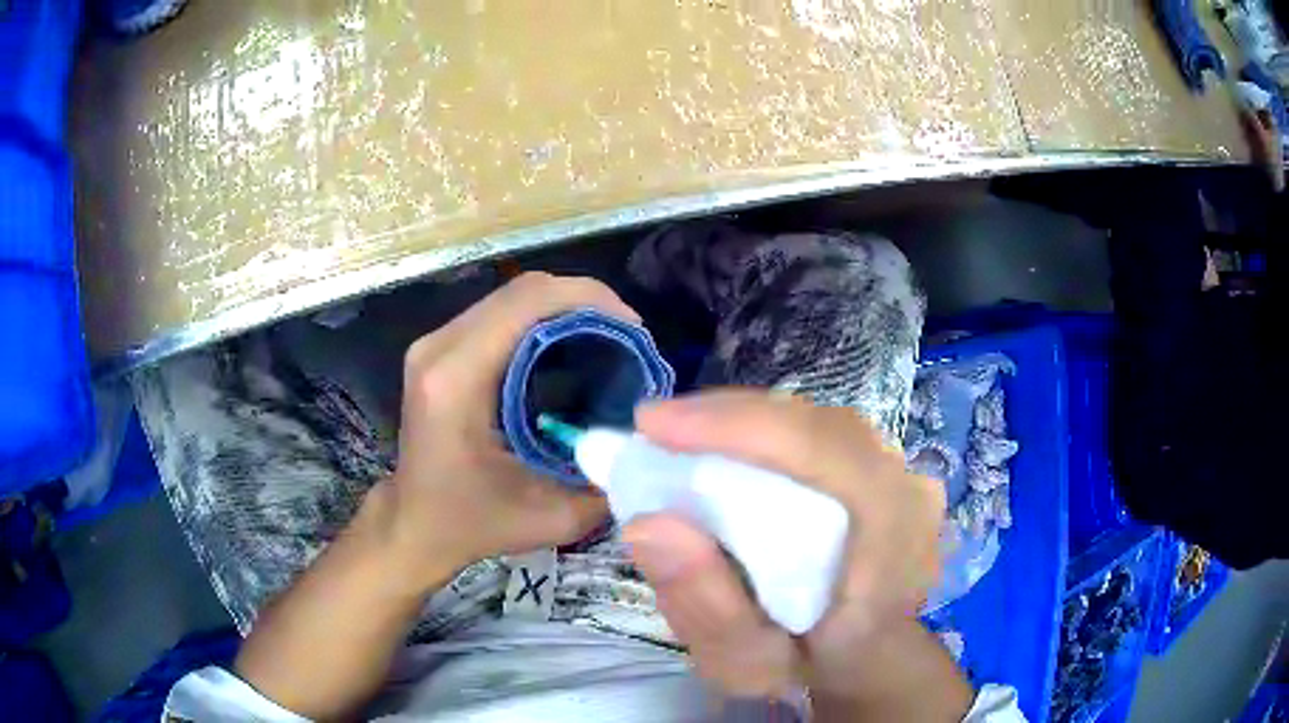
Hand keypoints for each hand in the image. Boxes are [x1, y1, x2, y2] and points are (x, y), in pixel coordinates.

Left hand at [384, 272, 629, 581]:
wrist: (414, 525)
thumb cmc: (472, 524)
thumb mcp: (550, 518)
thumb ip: (606, 482)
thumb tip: (649, 441)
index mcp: (457, 379)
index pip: (527, 303)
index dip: (588, 300)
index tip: (633, 328)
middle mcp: (440, 348)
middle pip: (521, 290)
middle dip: (584, 299)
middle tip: (627, 333)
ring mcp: (434, 344)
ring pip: (510, 296)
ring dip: (563, 306)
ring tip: (606, 337)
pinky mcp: (439, 350)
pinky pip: (498, 314)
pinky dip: (541, 319)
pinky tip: (568, 346)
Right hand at [625, 390, 961, 709]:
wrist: (862, 660)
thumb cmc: (807, 666)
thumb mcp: (744, 665)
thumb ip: (705, 606)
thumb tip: (646, 524)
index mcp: (892, 550)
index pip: (828, 456)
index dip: (740, 428)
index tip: (655, 425)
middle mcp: (911, 498)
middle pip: (820, 429)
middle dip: (730, 420)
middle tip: (655, 429)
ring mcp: (906, 478)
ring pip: (820, 424)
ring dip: (747, 423)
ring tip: (681, 435)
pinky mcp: (888, 470)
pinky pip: (823, 434)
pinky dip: (768, 434)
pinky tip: (726, 447)